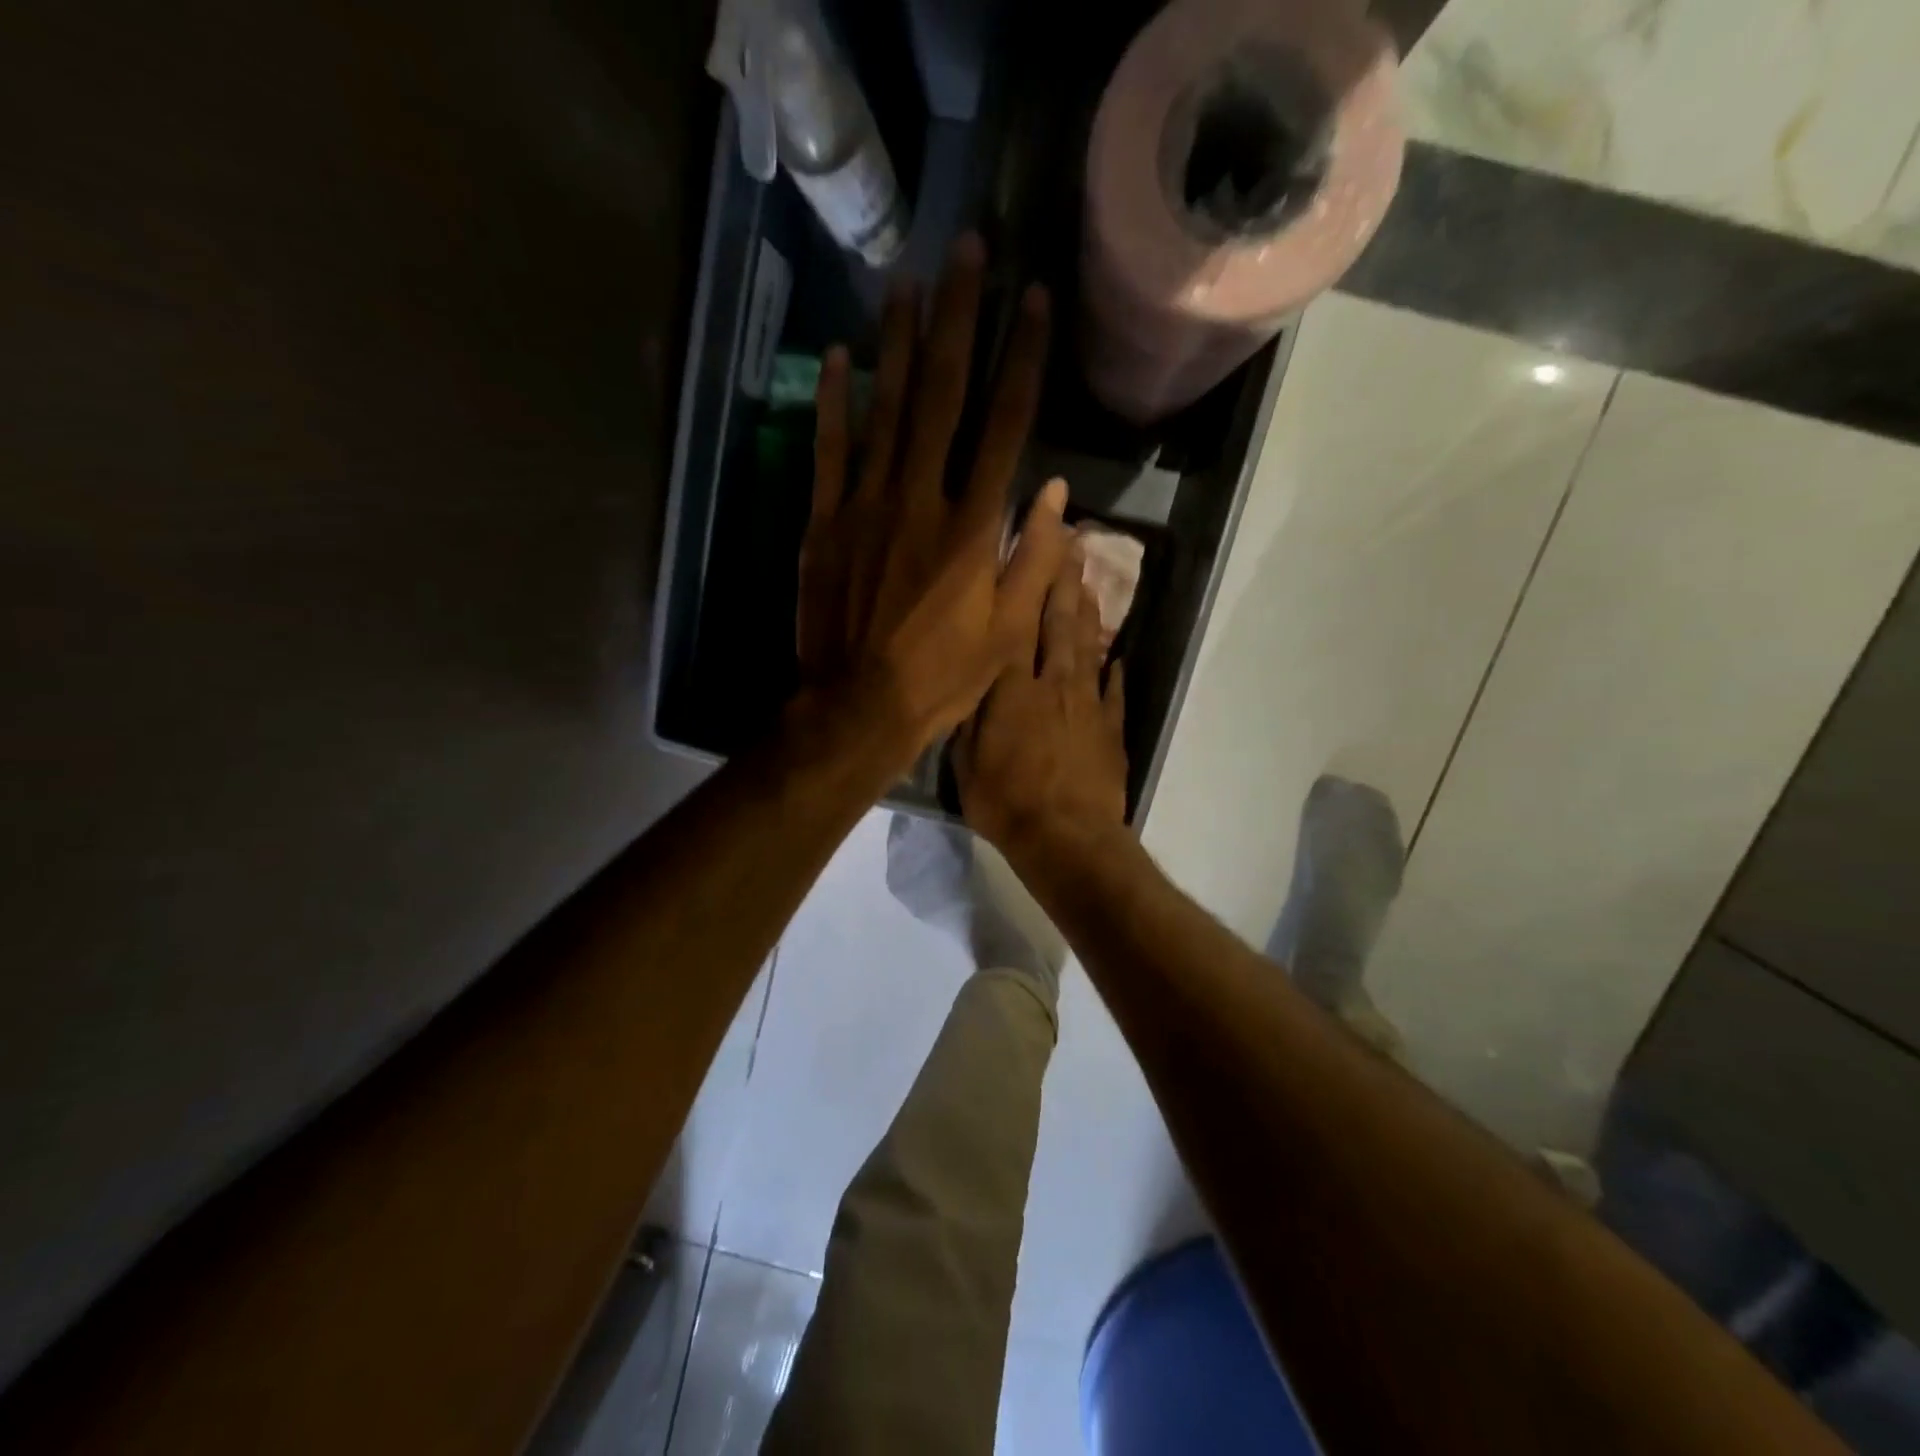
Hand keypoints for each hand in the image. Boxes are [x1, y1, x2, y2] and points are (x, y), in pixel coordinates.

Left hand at [797, 235, 1070, 771]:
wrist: (858, 706)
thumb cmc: (942, 677)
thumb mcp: (1008, 634)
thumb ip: (1034, 560)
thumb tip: (1054, 493)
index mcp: (972, 527)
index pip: (1004, 424)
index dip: (1021, 357)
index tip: (1033, 299)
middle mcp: (921, 499)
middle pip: (943, 395)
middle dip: (957, 318)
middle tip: (965, 250)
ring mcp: (866, 505)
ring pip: (885, 409)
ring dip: (898, 341)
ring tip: (906, 279)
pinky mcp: (824, 522)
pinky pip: (828, 450)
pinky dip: (834, 402)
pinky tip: (840, 356)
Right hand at [954, 546, 1129, 858]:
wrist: (1067, 840)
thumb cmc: (1005, 801)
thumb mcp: (964, 758)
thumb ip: (969, 710)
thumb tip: (972, 672)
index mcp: (1012, 684)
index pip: (1021, 611)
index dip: (1032, 563)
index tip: (1046, 522)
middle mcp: (1054, 682)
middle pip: (1061, 619)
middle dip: (1066, 575)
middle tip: (1073, 537)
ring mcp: (1088, 704)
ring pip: (1088, 646)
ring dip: (1088, 611)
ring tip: (1089, 581)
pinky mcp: (1111, 729)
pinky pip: (1112, 691)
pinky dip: (1112, 669)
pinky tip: (1114, 654)